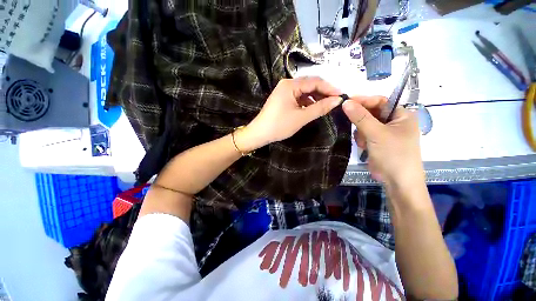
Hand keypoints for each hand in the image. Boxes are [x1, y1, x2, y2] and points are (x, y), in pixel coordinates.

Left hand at [235, 77, 342, 150]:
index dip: (329, 88)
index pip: (315, 81)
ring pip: (304, 91)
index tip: (342, 96)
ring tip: (326, 106)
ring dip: (315, 98)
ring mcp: (284, 91)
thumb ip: (320, 108)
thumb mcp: (301, 117)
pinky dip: (307, 102)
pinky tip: (313, 108)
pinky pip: (298, 97)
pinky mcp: (282, 99)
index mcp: (290, 85)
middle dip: (323, 92)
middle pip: (309, 85)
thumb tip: (338, 100)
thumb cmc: (280, 125)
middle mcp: (287, 84)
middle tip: (335, 101)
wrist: (260, 133)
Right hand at [342, 96, 423, 186]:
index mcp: (402, 115)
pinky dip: (362, 139)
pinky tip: (364, 146)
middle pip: (372, 113)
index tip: (346, 102)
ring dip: (361, 132)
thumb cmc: (393, 154)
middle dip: (362, 121)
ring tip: (364, 142)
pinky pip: (364, 134)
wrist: (397, 181)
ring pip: (365, 124)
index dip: (364, 101)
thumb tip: (345, 102)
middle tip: (353, 125)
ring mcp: (385, 132)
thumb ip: (360, 117)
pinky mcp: (377, 142)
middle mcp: (394, 122)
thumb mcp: (376, 133)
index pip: (380, 102)